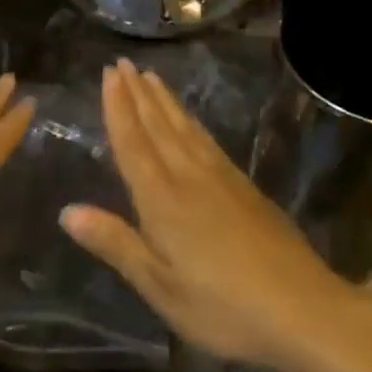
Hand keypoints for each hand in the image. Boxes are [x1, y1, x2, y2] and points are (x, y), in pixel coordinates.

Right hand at [60, 58, 363, 371]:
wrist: (304, 309)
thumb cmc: (223, 307)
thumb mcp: (161, 286)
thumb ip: (116, 244)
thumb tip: (67, 211)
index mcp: (163, 200)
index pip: (133, 144)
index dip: (118, 108)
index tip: (108, 74)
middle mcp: (190, 177)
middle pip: (159, 127)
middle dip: (138, 94)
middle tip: (123, 62)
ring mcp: (222, 178)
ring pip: (185, 128)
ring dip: (165, 101)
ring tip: (151, 77)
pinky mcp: (246, 187)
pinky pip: (208, 140)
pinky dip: (192, 122)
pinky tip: (191, 121)